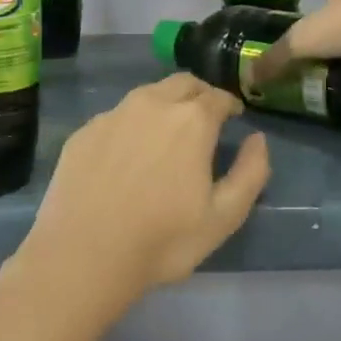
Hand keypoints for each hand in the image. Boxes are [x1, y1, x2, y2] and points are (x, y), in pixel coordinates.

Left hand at [11, 75, 270, 325]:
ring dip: (165, 104)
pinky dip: (131, 124)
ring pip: (147, 95)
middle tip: (205, 117)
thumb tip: (257, 139)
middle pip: (182, 84)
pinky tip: (128, 153)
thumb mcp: (224, 217)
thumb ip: (251, 172)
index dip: (230, 104)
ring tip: (167, 132)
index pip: (218, 96)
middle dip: (199, 95)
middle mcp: (151, 105)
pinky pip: (116, 116)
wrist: (83, 256)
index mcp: (191, 120)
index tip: (234, 116)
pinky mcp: (83, 133)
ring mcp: (112, 115)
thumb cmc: (162, 241)